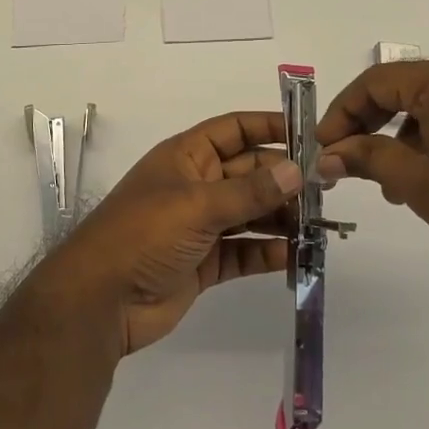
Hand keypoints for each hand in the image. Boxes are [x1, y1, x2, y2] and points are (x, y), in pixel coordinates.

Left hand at [35, 111, 300, 356]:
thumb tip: (296, 169)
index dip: (268, 127)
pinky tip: (296, 254)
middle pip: (248, 173)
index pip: (233, 130)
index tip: (309, 134)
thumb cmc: (144, 234)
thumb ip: (249, 191)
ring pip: (250, 213)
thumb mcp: (198, 205)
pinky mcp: (204, 263)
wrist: (101, 300)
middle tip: (327, 187)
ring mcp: (200, 226)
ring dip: (282, 217)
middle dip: (283, 178)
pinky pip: (244, 251)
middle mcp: (195, 185)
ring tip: (321, 223)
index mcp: (186, 157)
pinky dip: (268, 252)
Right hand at [316, 61, 428, 311]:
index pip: (380, 81)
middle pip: (410, 90)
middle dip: (375, 126)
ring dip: (408, 139)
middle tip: (352, 163)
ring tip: (396, 186)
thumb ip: (366, 158)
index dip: (344, 111)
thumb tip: (328, 154)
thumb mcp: (417, 183)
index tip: (325, 145)